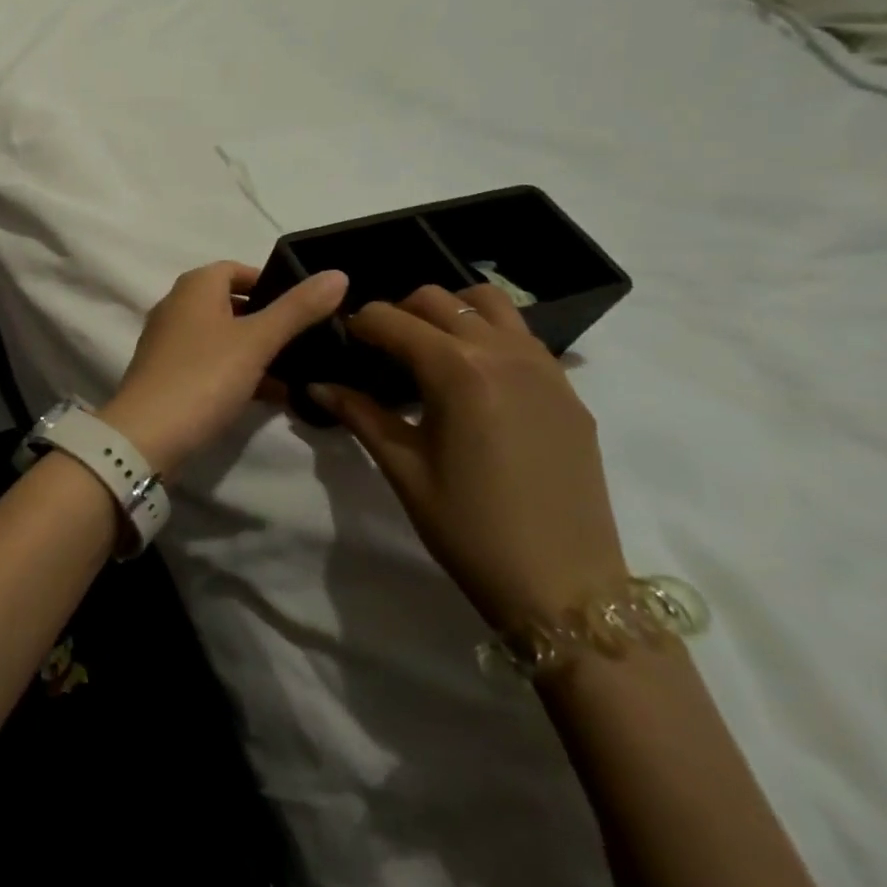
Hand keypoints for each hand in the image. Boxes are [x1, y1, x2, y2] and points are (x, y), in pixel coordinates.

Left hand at [99, 262, 349, 477]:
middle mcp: (177, 306)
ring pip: (223, 337)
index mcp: (194, 287)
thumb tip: (338, 274)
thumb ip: (297, 309)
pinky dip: (239, 372)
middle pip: (230, 303)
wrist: (147, 434)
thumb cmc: (204, 376)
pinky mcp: (169, 374)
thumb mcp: (257, 340)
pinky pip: (212, 364)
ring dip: (257, 349)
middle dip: (268, 318)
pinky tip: (272, 395)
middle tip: (308, 338)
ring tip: (300, 369)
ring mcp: (169, 342)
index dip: (270, 282)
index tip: (304, 304)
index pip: (236, 269)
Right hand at [307, 284, 628, 628]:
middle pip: (436, 298)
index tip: (342, 343)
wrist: (565, 588)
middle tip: (379, 349)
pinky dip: (487, 334)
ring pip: (487, 302)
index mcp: (456, 370)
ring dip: (448, 312)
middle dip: (398, 312)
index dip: (358, 325)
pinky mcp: (568, 390)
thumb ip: (360, 415)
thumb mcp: (403, 469)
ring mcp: (544, 368)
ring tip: (428, 349)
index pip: (390, 318)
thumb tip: (317, 385)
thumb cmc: (469, 528)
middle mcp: (502, 353)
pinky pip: (521, 335)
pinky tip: (472, 376)